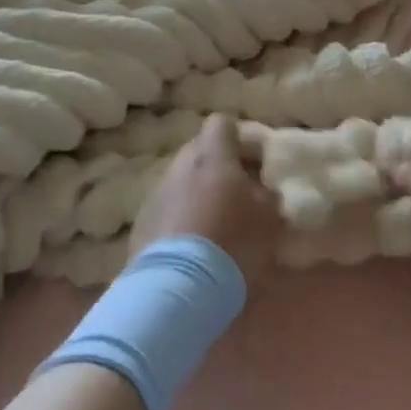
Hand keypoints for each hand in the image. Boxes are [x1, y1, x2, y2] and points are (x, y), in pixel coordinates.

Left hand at [130, 115, 282, 274]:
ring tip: (215, 224)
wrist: (178, 286)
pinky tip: (192, 246)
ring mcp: (156, 192)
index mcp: (212, 155)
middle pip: (200, 151)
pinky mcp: (141, 222)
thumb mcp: (269, 218)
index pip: (222, 123)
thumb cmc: (232, 241)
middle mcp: (180, 164)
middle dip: (218, 166)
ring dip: (197, 193)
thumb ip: (267, 194)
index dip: (240, 139)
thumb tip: (264, 189)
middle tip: (238, 193)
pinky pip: (167, 208)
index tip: (254, 161)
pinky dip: (180, 218)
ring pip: (182, 180)